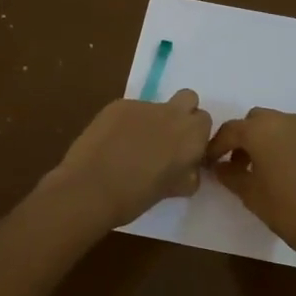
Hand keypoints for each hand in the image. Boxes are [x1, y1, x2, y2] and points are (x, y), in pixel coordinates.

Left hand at [44, 90, 214, 228]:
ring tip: (131, 146)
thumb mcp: (176, 190)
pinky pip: (130, 110)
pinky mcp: (117, 105)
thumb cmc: (137, 197)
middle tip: (166, 139)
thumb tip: (188, 167)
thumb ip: (189, 173)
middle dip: (181, 114)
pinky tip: (111, 144)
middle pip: (188, 98)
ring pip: (155, 106)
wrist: (91, 189)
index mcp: (192, 135)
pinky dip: (126, 123)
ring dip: (151, 121)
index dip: (195, 135)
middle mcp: (172, 113)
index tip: (184, 151)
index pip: (204, 121)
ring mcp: (143, 106)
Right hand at [208, 109, 295, 264]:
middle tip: (245, 162)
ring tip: (278, 166)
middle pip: (260, 120)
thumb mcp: (249, 195)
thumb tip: (221, 166)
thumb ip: (229, 174)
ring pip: (288, 124)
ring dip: (277, 139)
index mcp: (262, 130)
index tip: (214, 161)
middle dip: (248, 136)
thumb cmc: (286, 211)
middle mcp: (289, 119)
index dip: (218, 145)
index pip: (231, 130)